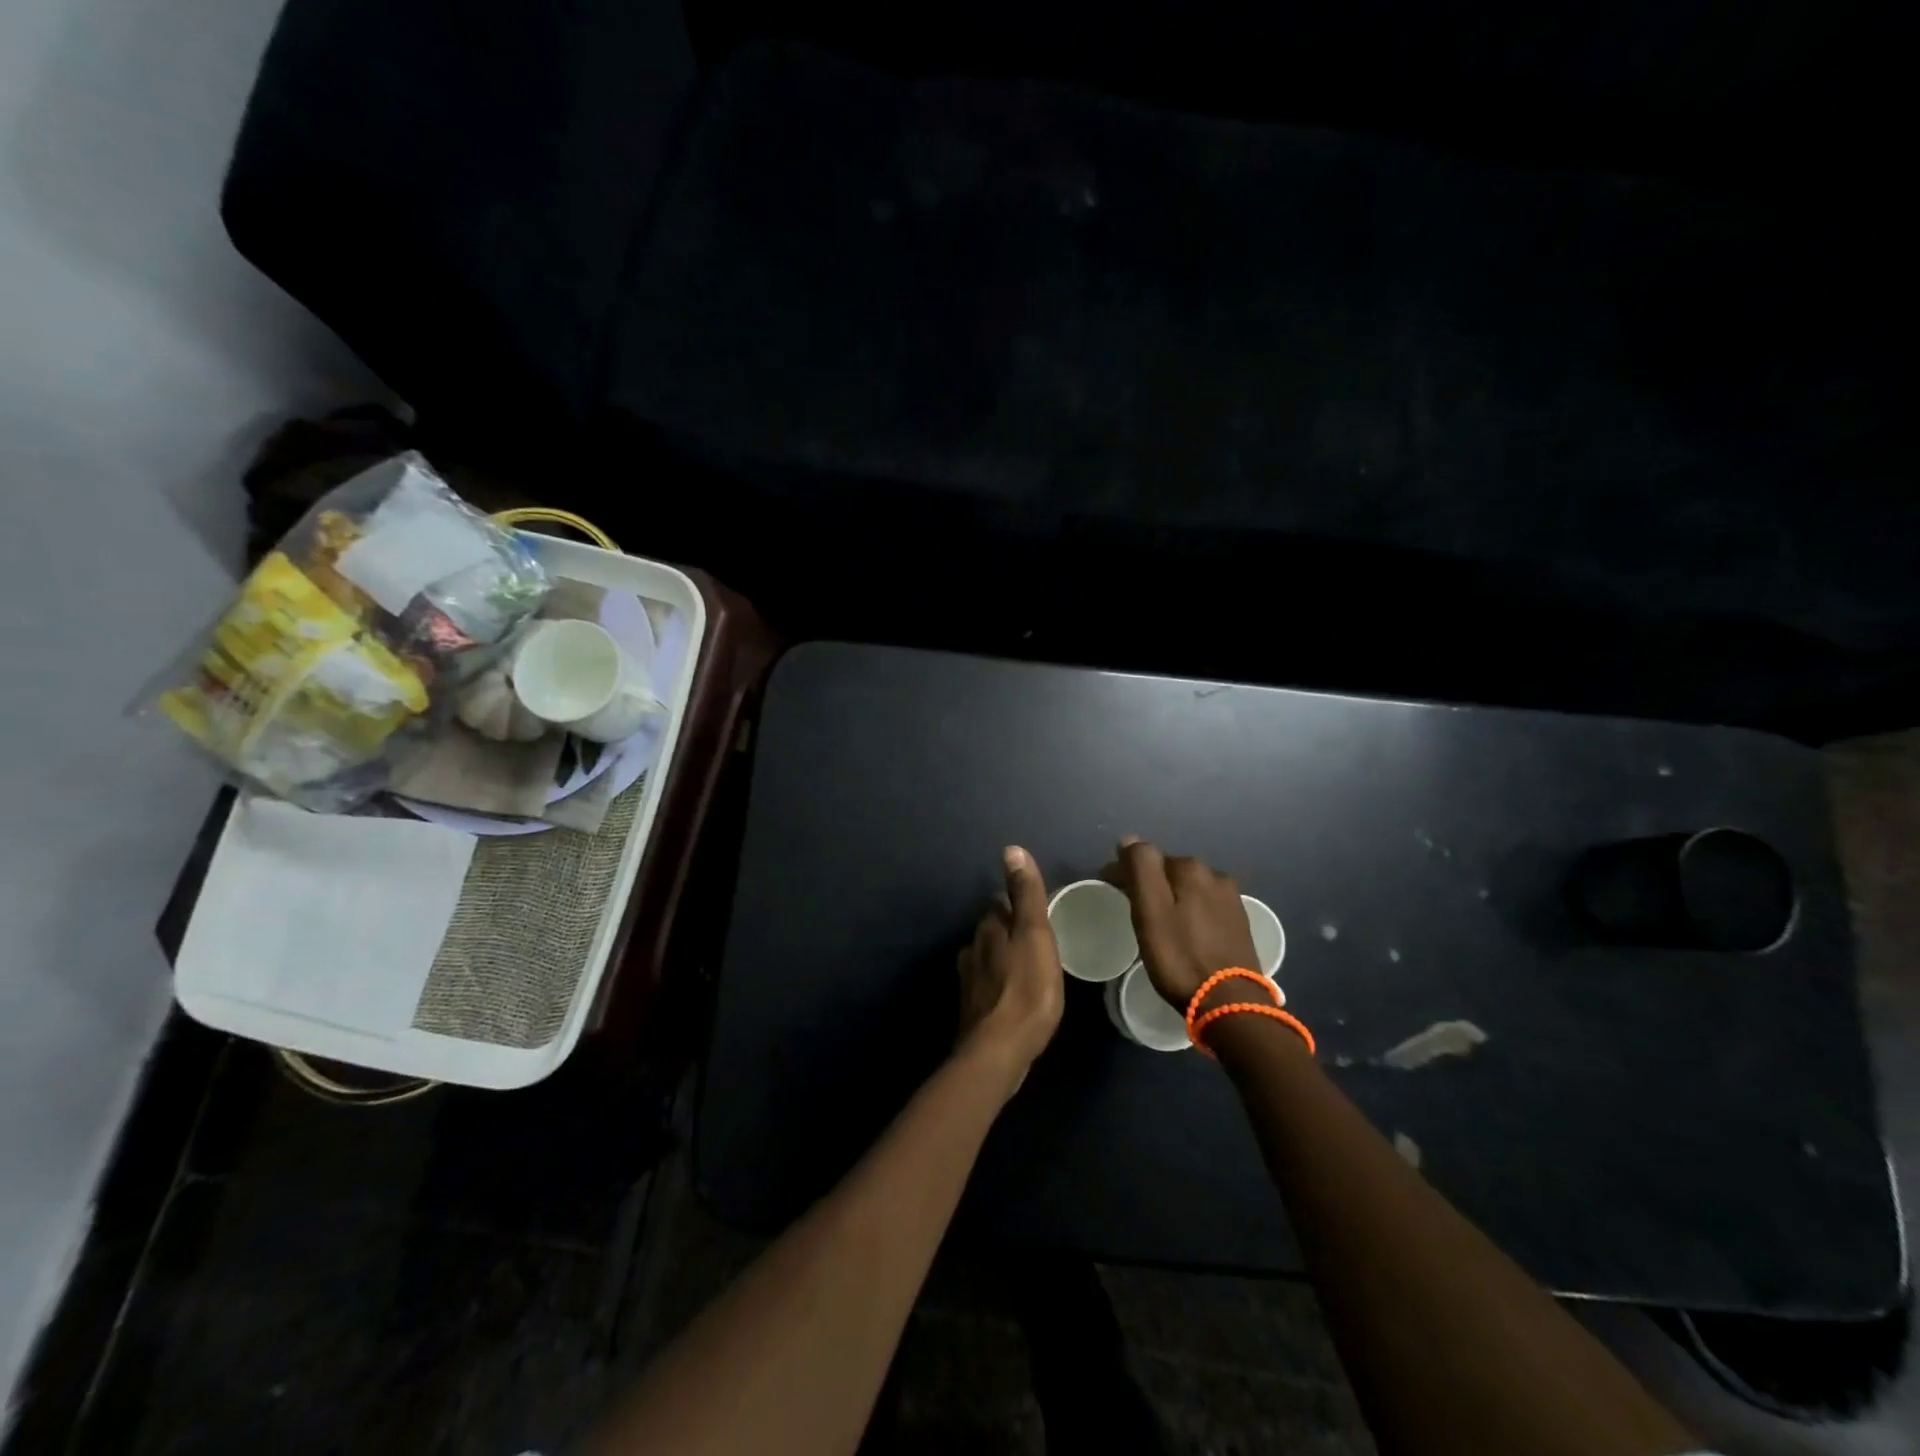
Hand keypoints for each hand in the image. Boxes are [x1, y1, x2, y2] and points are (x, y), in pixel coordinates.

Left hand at [956, 847, 1064, 1082]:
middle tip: (1040, 940)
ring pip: (989, 957)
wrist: (999, 1051)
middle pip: (993, 929)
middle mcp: (972, 948)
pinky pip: (989, 985)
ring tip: (1030, 968)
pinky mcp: (972, 1008)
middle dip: (1011, 930)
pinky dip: (1001, 984)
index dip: (1020, 904)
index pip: (1001, 902)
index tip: (1040, 912)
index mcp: (989, 927)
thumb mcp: (1035, 935)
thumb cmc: (1027, 989)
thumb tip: (1011, 849)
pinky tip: (1015, 996)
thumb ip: (1026, 895)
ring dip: (1005, 957)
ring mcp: (969, 980)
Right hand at [1114, 839, 1262, 1013]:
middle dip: (1150, 881)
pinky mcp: (1239, 922)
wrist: (1231, 1003)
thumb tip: (1130, 839)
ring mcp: (1231, 899)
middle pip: (1170, 870)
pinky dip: (1189, 910)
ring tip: (1156, 921)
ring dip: (1171, 896)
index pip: (1147, 857)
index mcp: (1190, 869)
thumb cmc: (1180, 957)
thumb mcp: (1150, 912)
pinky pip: (1205, 905)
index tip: (1109, 890)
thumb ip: (1140, 869)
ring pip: (1189, 887)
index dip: (1124, 871)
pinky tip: (1184, 930)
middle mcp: (1215, 875)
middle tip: (1131, 906)